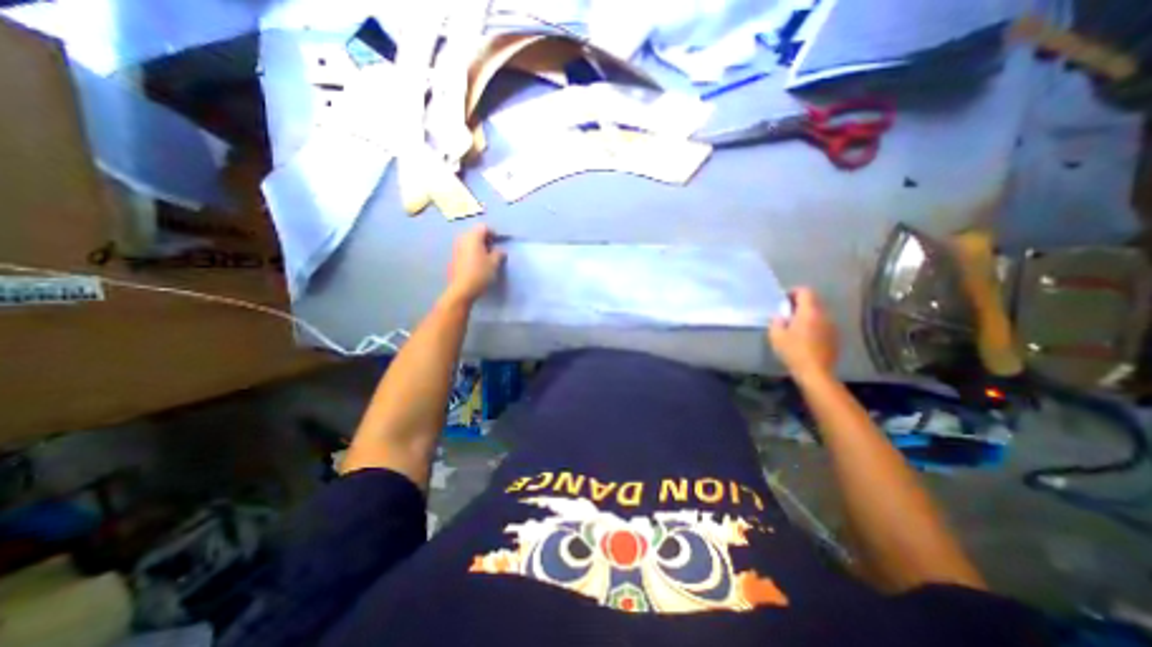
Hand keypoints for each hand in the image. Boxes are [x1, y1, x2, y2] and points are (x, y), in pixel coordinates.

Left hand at [446, 226, 504, 306]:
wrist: (462, 289)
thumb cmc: (480, 273)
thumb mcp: (494, 263)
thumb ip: (498, 253)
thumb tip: (500, 250)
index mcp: (473, 237)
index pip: (484, 227)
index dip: (493, 233)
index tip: (499, 242)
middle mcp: (463, 239)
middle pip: (475, 232)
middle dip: (485, 238)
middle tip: (494, 248)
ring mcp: (457, 247)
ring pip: (470, 241)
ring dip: (479, 245)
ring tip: (487, 255)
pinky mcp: (454, 256)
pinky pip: (465, 248)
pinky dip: (472, 251)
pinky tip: (478, 261)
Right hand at [774, 286, 839, 379]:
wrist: (815, 372)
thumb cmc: (793, 351)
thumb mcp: (776, 335)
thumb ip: (776, 321)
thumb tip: (780, 316)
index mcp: (809, 312)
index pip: (805, 291)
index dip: (793, 292)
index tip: (783, 301)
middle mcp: (823, 315)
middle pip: (812, 301)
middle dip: (799, 304)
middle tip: (786, 314)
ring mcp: (831, 326)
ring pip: (818, 313)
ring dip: (806, 315)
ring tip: (795, 327)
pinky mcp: (834, 337)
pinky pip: (822, 324)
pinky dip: (813, 325)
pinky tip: (805, 337)